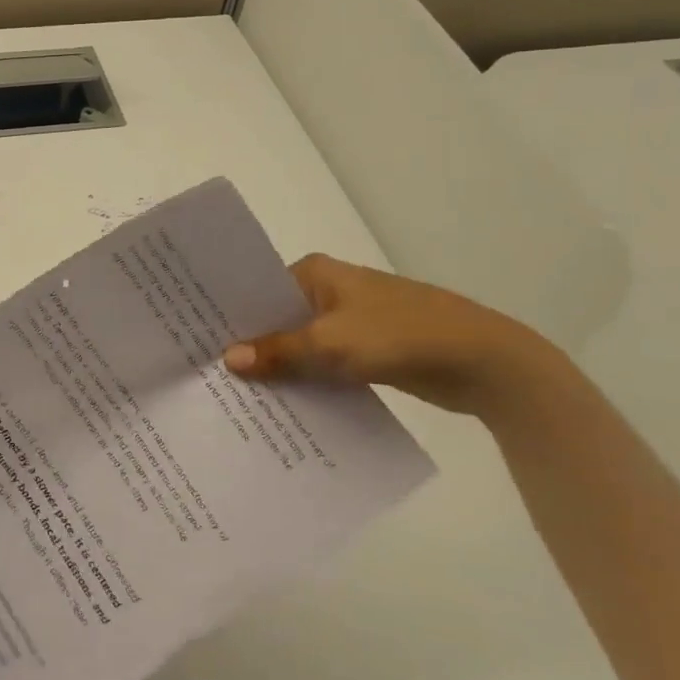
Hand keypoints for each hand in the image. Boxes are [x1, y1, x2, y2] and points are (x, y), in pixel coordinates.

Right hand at [224, 255, 566, 418]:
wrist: (482, 360)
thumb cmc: (399, 335)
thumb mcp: (331, 344)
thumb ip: (279, 352)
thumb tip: (227, 359)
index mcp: (315, 273)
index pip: (258, 290)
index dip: (231, 315)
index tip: (197, 342)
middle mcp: (328, 291)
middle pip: (276, 318)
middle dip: (250, 346)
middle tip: (207, 374)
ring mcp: (349, 321)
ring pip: (300, 344)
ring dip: (279, 367)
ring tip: (235, 396)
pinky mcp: (366, 350)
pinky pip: (323, 364)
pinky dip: (306, 380)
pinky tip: (282, 406)